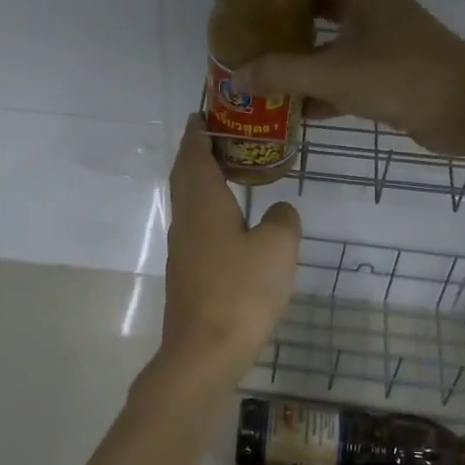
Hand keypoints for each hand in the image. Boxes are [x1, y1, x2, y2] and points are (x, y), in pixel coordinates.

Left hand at [157, 117, 301, 379]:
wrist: (204, 351)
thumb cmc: (241, 291)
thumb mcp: (277, 248)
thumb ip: (282, 220)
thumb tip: (279, 211)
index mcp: (203, 202)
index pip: (195, 154)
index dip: (198, 131)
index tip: (204, 113)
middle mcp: (186, 219)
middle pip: (184, 175)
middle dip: (196, 152)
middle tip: (219, 136)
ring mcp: (182, 248)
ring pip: (188, 201)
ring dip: (200, 180)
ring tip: (227, 171)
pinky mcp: (187, 273)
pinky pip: (195, 226)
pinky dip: (207, 209)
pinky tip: (228, 222)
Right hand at [235, 0, 464, 154]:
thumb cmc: (401, 76)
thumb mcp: (334, 74)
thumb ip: (282, 73)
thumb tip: (235, 76)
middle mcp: (367, 7)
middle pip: (312, 6)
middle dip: (277, 21)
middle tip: (238, 34)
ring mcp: (378, 41)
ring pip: (325, 43)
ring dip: (295, 58)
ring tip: (254, 70)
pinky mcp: (384, 73)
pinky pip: (340, 75)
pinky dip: (317, 89)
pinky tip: (288, 108)